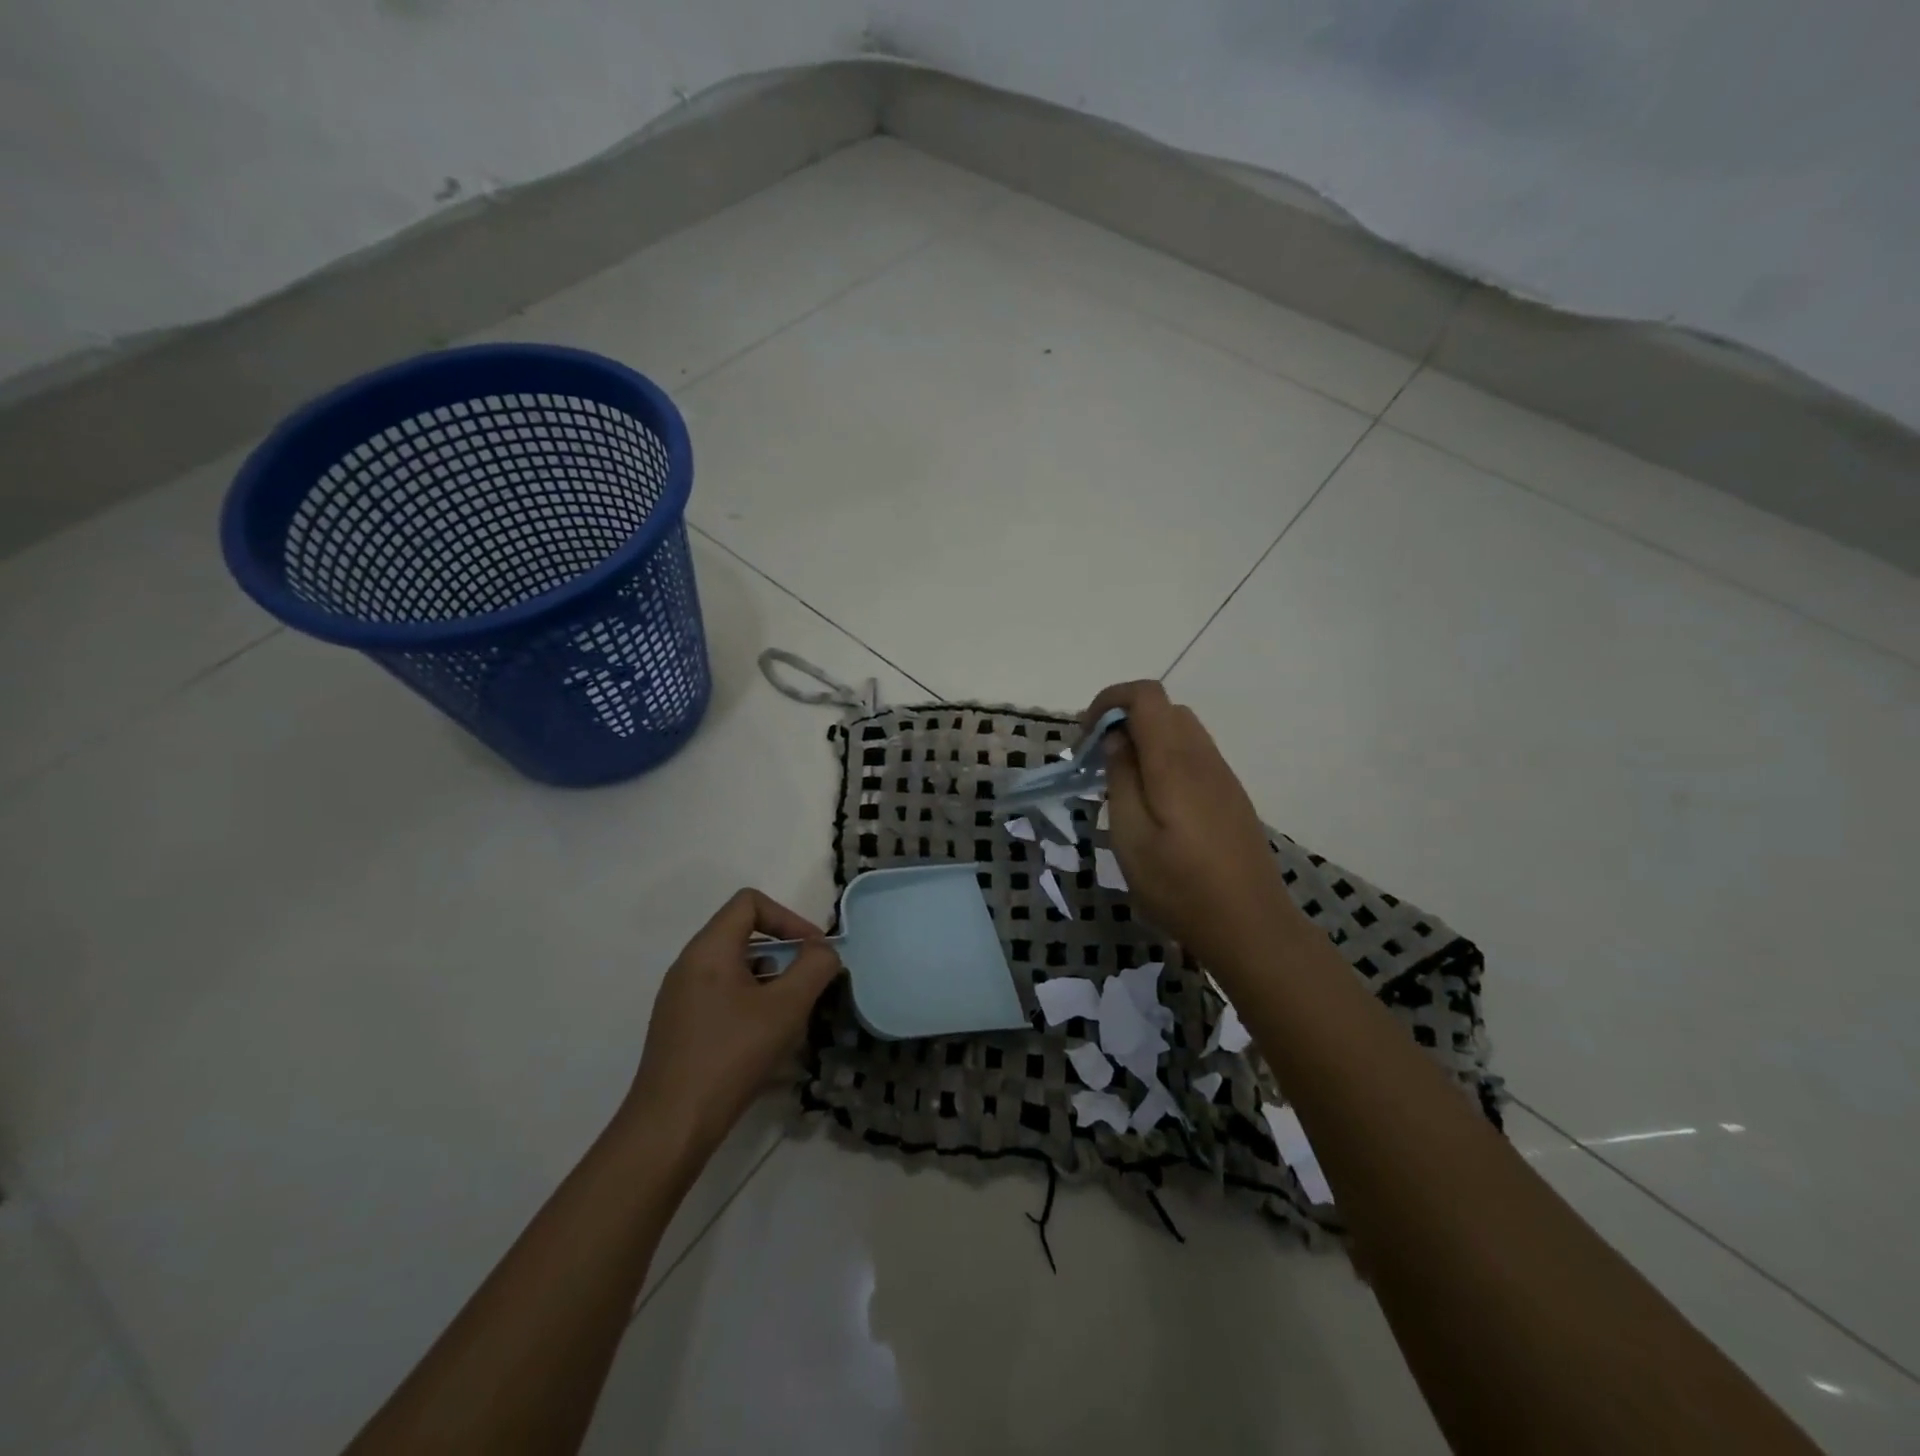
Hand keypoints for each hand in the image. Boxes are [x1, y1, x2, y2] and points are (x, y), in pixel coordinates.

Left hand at [623, 889, 841, 1162]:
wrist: (670, 1127)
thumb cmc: (731, 1056)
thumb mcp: (785, 1008)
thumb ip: (814, 968)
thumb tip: (823, 951)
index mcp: (709, 949)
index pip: (750, 902)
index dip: (789, 918)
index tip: (813, 951)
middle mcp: (689, 964)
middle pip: (744, 934)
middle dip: (784, 953)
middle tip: (809, 985)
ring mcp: (681, 997)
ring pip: (736, 968)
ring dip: (771, 981)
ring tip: (792, 1017)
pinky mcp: (681, 1027)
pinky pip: (723, 996)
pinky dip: (752, 1004)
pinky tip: (767, 1042)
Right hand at [1083, 681, 1296, 967]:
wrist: (1249, 925)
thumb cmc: (1179, 886)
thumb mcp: (1130, 838)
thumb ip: (1120, 780)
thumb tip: (1115, 740)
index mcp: (1175, 762)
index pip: (1146, 695)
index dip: (1110, 700)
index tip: (1086, 736)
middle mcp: (1203, 757)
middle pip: (1164, 709)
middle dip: (1124, 720)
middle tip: (1098, 761)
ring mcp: (1223, 776)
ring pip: (1181, 731)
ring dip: (1146, 740)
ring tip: (1122, 782)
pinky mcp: (1231, 796)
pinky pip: (1194, 755)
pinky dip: (1166, 758)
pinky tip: (1155, 802)